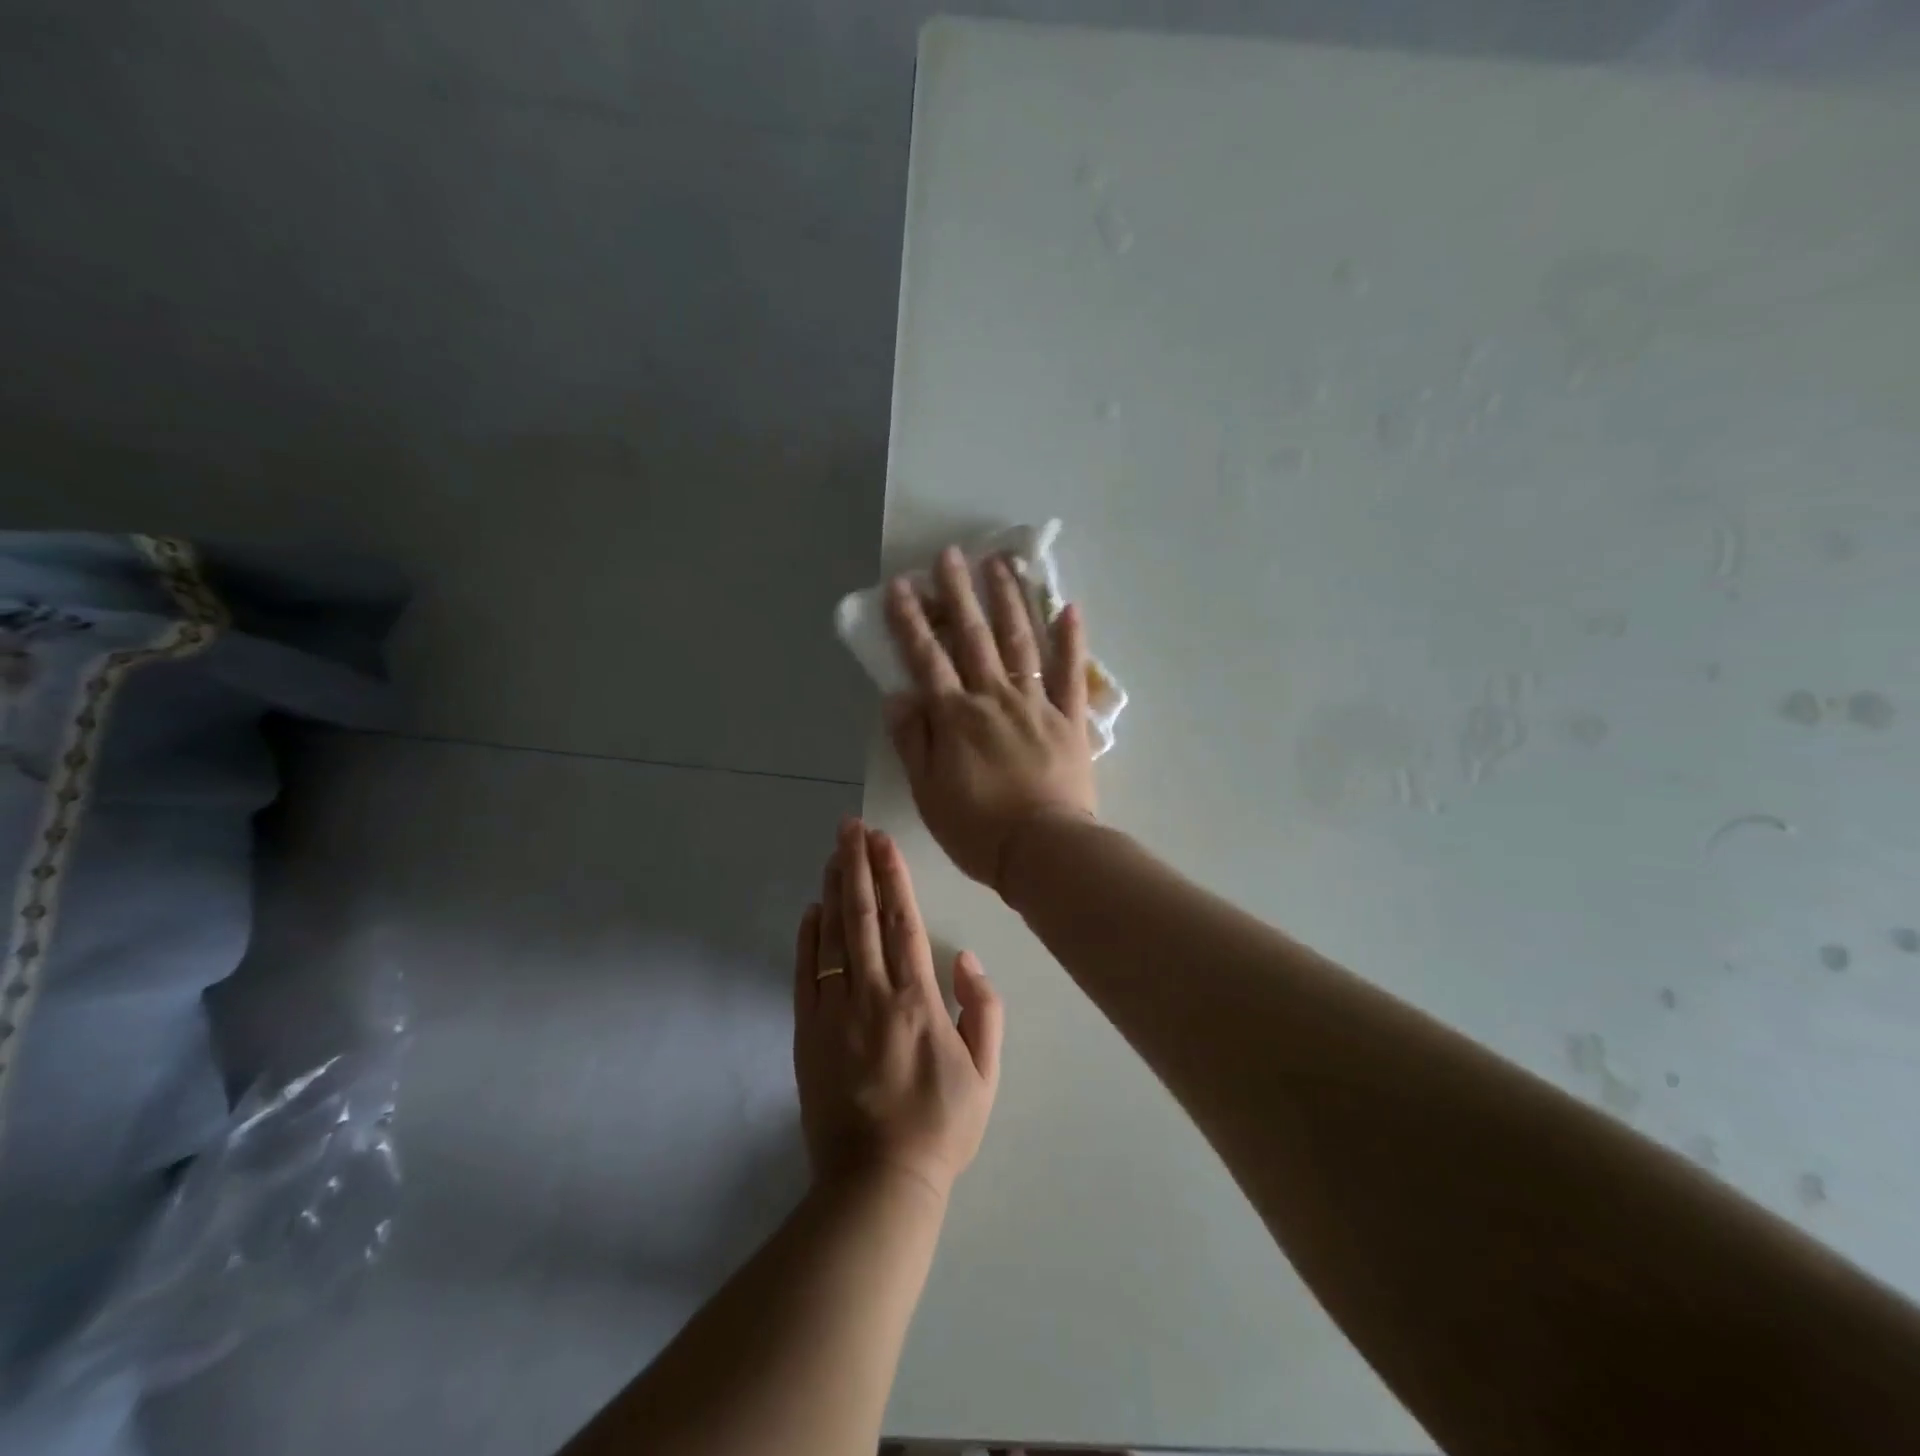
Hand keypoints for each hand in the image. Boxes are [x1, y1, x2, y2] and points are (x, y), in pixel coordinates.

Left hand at [793, 816, 1003, 1200]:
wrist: (878, 1183)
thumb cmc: (940, 1127)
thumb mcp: (985, 1073)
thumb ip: (983, 1010)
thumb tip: (965, 958)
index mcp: (917, 1000)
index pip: (903, 922)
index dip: (893, 876)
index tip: (883, 841)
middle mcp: (872, 995)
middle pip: (863, 916)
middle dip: (856, 865)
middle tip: (849, 827)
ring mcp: (834, 1012)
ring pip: (833, 937)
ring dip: (833, 890)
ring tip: (832, 853)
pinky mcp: (807, 1033)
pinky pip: (806, 975)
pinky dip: (808, 939)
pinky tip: (812, 911)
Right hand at [883, 546, 1097, 890]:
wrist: (1044, 851)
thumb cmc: (978, 829)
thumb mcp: (928, 792)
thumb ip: (912, 741)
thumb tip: (896, 696)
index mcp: (956, 716)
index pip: (927, 659)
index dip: (911, 621)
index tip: (902, 586)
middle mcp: (995, 697)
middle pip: (973, 637)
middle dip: (959, 593)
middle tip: (951, 554)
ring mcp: (1037, 704)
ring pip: (1021, 642)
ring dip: (1009, 600)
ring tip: (1001, 563)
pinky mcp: (1070, 719)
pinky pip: (1071, 673)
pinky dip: (1071, 640)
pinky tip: (1069, 607)